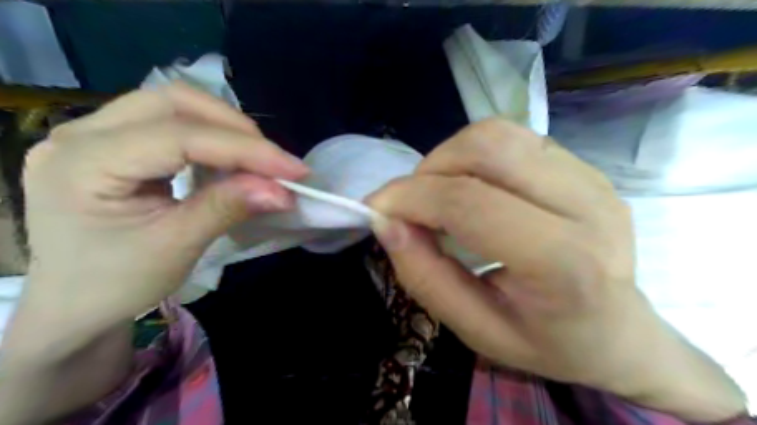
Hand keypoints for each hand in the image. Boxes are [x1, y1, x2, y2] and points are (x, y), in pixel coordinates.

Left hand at [6, 82, 305, 362]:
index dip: (246, 150)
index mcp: (83, 163)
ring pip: (175, 105)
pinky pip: (172, 123)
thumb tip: (282, 190)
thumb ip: (228, 208)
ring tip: (258, 162)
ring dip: (226, 129)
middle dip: (236, 129)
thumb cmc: (116, 283)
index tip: (294, 169)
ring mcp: (95, 132)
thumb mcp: (176, 247)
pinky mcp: (115, 142)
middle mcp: (82, 133)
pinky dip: (212, 138)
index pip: (180, 136)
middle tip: (274, 163)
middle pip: (175, 102)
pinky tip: (230, 162)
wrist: (75, 303)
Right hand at [371, 118, 746, 419]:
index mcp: (562, 262)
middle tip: (412, 205)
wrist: (619, 333)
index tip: (377, 208)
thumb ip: (425, 277)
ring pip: (498, 134)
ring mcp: (591, 178)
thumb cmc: (547, 341)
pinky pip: (514, 139)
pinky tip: (475, 189)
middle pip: (486, 147)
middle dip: (429, 169)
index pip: (468, 202)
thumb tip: (386, 223)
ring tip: (440, 195)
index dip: (410, 197)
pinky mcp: (585, 167)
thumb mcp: (475, 328)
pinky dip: (476, 157)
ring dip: (450, 158)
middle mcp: (585, 205)